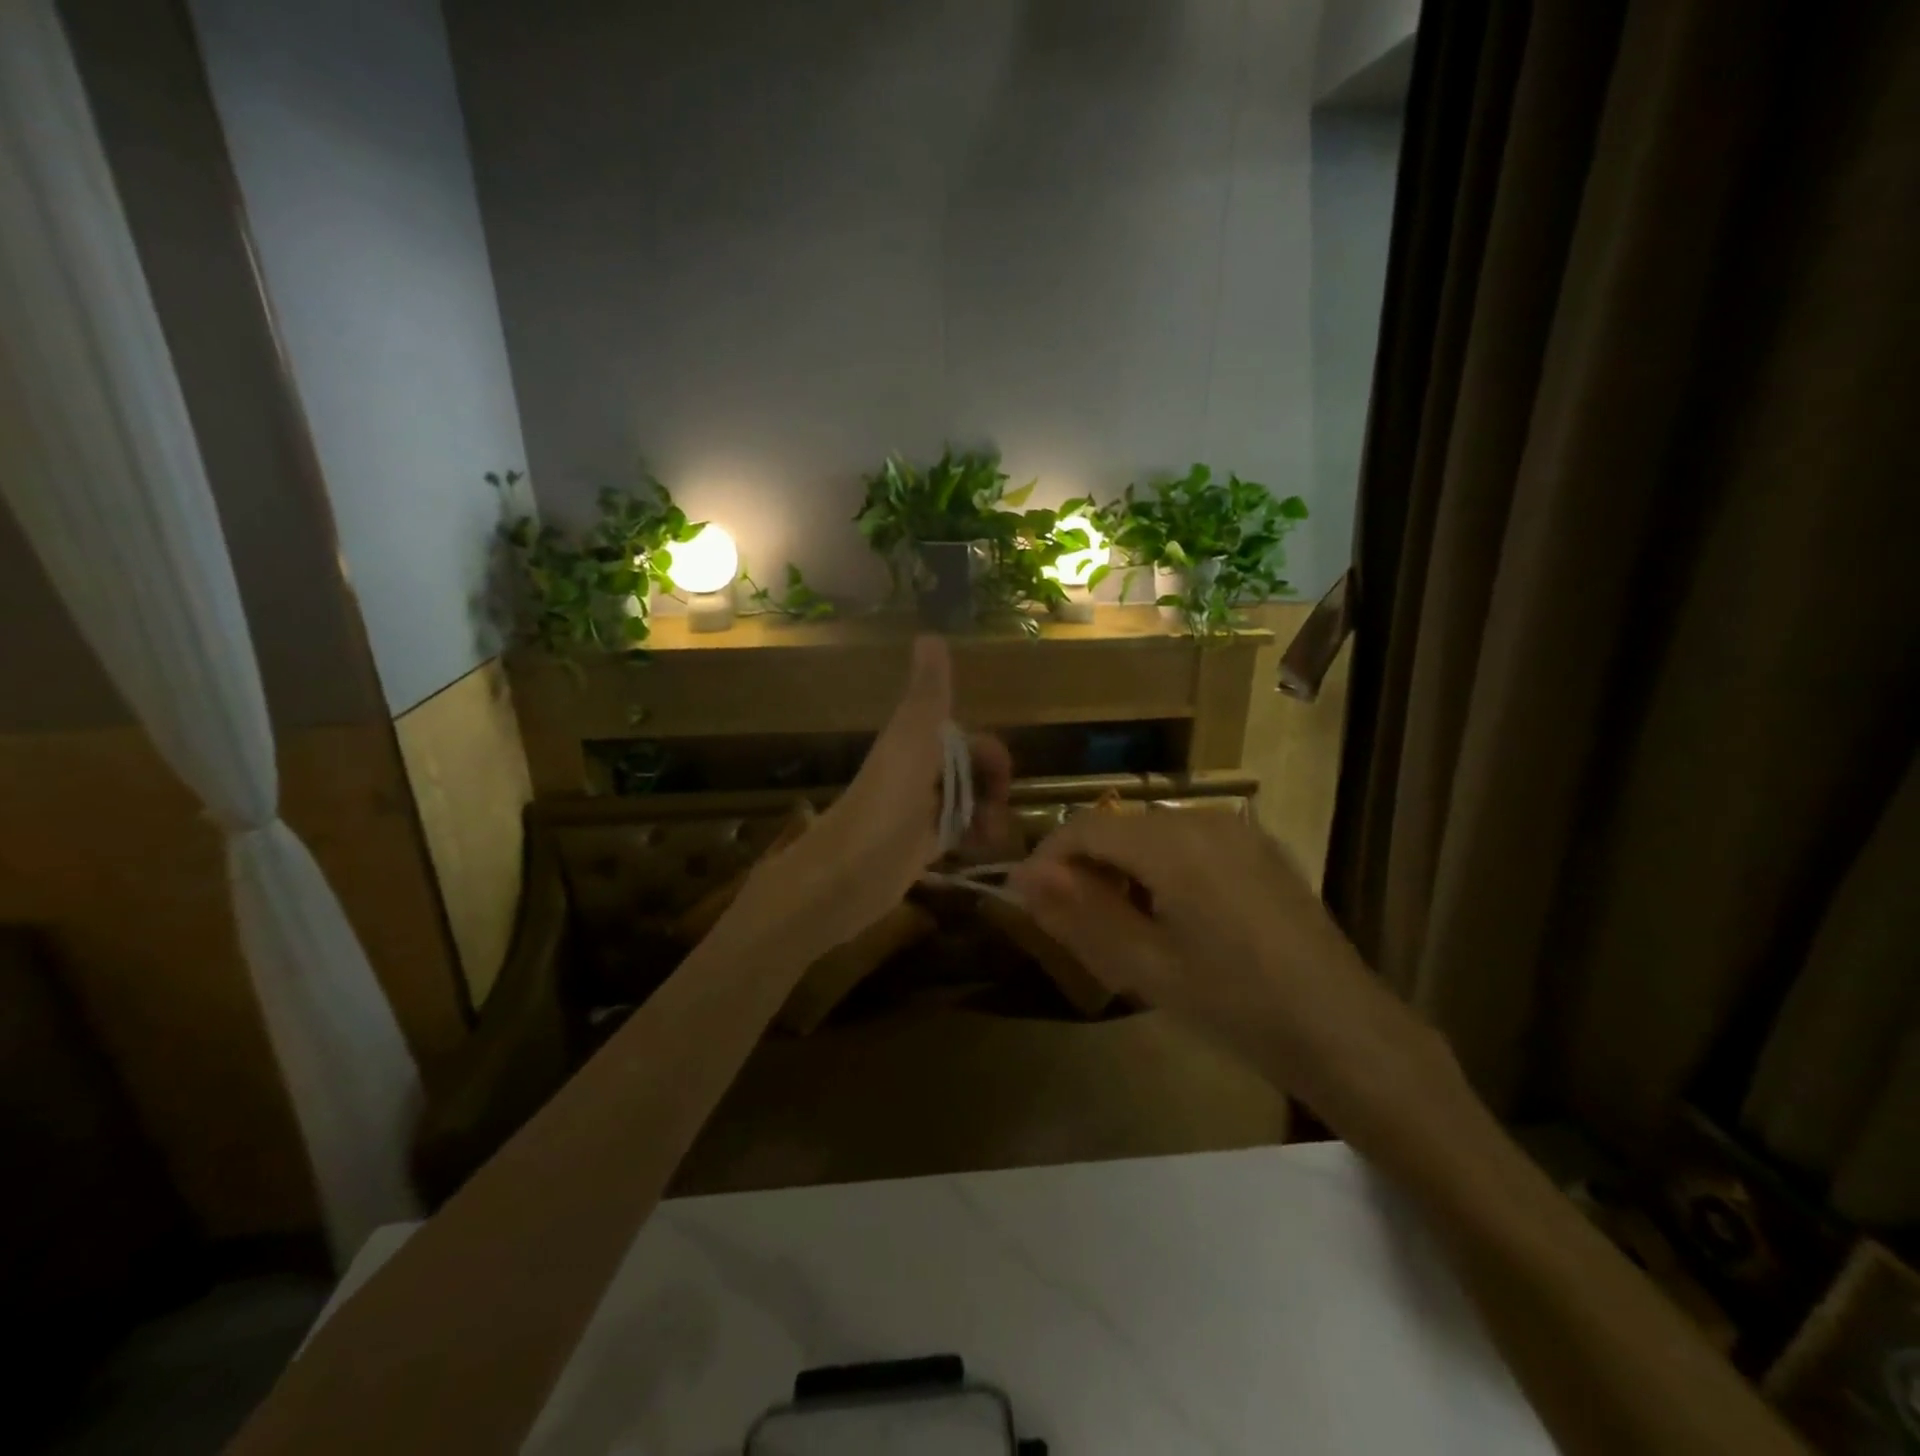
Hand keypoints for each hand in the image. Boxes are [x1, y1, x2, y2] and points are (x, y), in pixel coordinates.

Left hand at [737, 635, 1010, 957]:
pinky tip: (979, 851)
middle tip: (998, 815)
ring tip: (990, 839)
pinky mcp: (918, 846)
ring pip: (967, 803)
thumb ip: (927, 693)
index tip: (1003, 781)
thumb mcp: (911, 740)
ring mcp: (918, 811)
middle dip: (992, 789)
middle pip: (971, 772)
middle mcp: (918, 774)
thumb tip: (931, 633)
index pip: (968, 740)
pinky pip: (957, 833)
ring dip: (987, 816)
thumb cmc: (884, 804)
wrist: (846, 875)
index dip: (991, 756)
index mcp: (916, 744)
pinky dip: (973, 838)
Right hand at [1006, 811, 1439, 1120]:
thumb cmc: (1236, 1004)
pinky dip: (1161, 870)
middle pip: (1118, 827)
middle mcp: (1205, 819)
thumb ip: (1078, 913)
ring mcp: (1239, 831)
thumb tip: (1024, 875)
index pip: (1084, 827)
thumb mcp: (1145, 966)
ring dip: (1122, 870)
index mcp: (1172, 842)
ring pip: (1152, 835)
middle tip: (1073, 927)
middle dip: (1085, 868)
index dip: (1047, 859)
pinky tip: (1174, 921)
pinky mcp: (1260, 851)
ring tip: (1122, 930)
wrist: (1346, 1032)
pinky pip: (1189, 844)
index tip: (1026, 900)